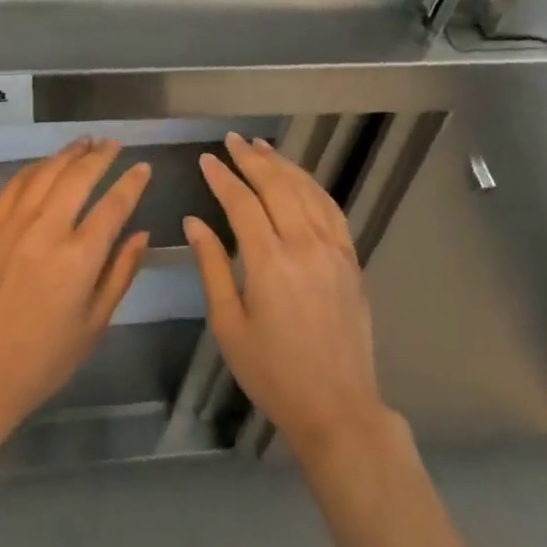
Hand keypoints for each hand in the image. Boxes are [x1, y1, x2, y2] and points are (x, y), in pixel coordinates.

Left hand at [0, 139, 149, 476]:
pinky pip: (16, 184)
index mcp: (80, 257)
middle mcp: (47, 229)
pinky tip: (47, 164)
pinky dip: (37, 168)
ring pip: (46, 172)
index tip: (143, 168)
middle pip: (79, 176)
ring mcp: (13, 224)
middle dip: (102, 155)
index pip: (114, 204)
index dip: (133, 182)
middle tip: (115, 144)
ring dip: (69, 153)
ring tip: (86, 142)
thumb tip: (141, 234)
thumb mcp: (95, 324)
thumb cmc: (45, 359)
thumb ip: (121, 272)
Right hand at [185, 133, 393, 459]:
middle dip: (252, 158)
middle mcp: (304, 245)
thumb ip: (211, 267)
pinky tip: (300, 178)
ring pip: (306, 190)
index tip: (206, 159)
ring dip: (283, 164)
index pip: (242, 202)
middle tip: (233, 140)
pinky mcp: (351, 259)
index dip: (222, 177)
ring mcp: (333, 249)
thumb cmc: (273, 372)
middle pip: (276, 185)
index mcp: (269, 262)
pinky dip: (313, 186)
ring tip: (262, 146)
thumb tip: (194, 222)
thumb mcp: (229, 325)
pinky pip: (331, 209)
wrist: (337, 406)